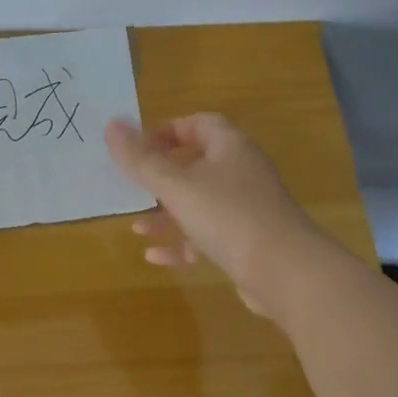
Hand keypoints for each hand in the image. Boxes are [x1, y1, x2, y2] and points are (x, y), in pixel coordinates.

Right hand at [105, 113, 324, 317]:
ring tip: (137, 226)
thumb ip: (142, 160)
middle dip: (163, 177)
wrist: (285, 273)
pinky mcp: (248, 242)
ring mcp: (247, 209)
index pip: (199, 124)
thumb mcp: (176, 186)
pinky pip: (209, 236)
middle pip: (198, 164)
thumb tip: (111, 125)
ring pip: (201, 203)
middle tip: (134, 187)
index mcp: (230, 147)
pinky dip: (183, 243)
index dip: (167, 131)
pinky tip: (155, 257)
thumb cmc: (228, 216)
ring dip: (168, 214)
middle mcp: (242, 172)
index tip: (138, 148)